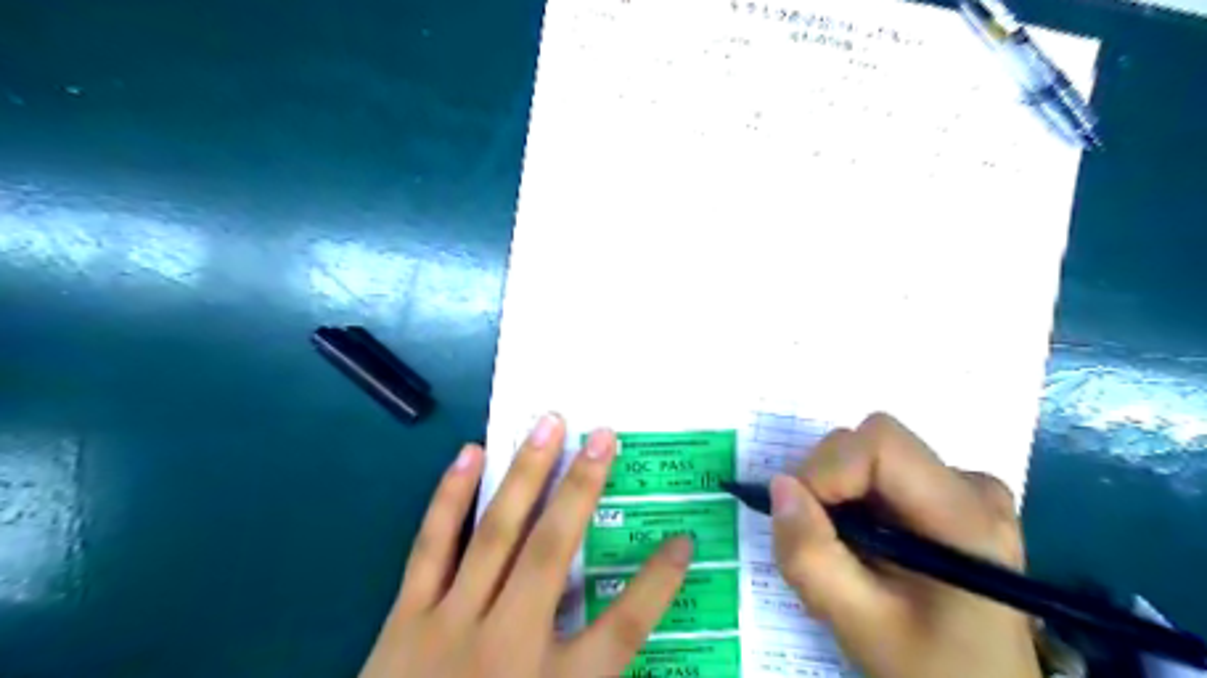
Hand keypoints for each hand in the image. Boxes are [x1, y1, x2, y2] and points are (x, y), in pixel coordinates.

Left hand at [356, 413, 692, 677]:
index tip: (684, 540)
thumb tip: (626, 634)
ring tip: (547, 424)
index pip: (623, 628)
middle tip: (604, 436)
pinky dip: (450, 497)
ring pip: (497, 535)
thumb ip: (593, 672)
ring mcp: (451, 623)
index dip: (658, 583)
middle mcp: (507, 644)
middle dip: (582, 489)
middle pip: (553, 552)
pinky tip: (469, 453)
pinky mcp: (406, 617)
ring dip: (526, 474)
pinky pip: (431, 546)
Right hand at [773, 410, 1037, 676]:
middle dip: (827, 484)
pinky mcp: (952, 494)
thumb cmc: (930, 667)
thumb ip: (810, 557)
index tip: (807, 518)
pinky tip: (868, 543)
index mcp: (965, 516)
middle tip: (823, 545)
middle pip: (871, 443)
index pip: (880, 442)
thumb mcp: (858, 624)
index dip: (828, 469)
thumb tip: (780, 486)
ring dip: (838, 495)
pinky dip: (855, 499)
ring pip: (870, 456)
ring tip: (847, 551)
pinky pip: (882, 472)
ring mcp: (966, 487)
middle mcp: (973, 486)